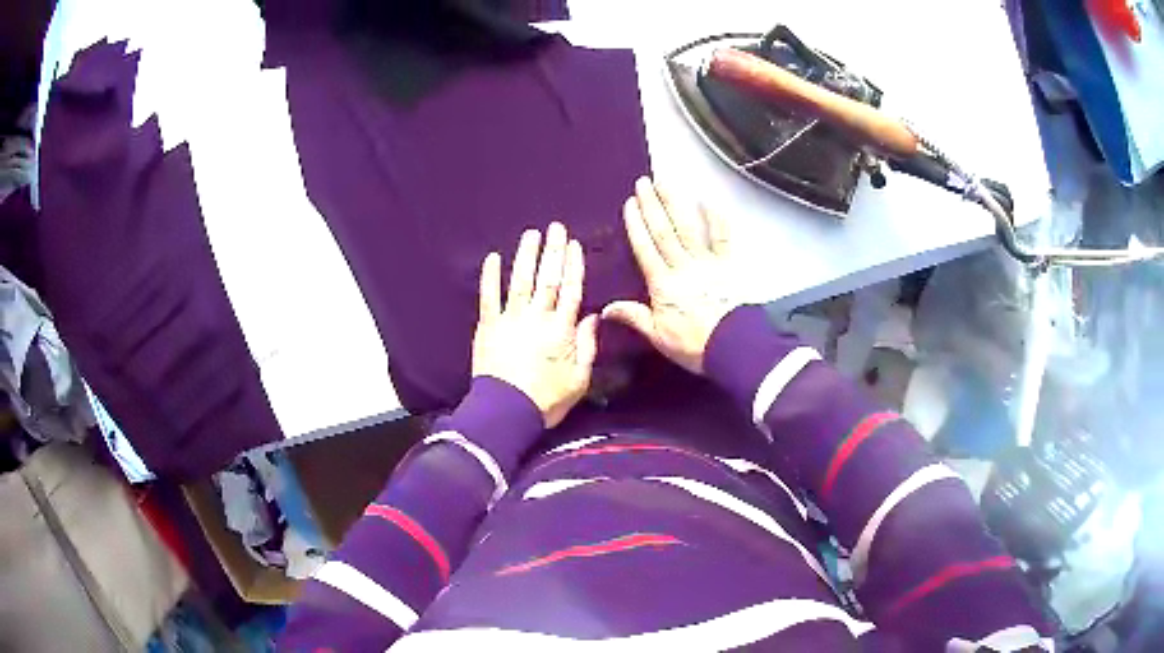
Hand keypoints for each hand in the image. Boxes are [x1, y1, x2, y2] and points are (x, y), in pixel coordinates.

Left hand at [472, 222, 598, 427]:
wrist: (506, 412)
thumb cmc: (546, 400)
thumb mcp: (579, 379)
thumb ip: (587, 346)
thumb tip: (592, 317)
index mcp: (561, 330)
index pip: (570, 290)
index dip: (573, 266)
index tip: (574, 245)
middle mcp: (537, 318)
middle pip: (547, 278)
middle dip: (552, 251)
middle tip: (555, 227)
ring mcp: (510, 320)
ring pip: (520, 281)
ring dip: (526, 256)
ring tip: (531, 234)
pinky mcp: (487, 327)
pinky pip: (488, 297)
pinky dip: (490, 276)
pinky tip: (493, 257)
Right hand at [603, 177, 741, 374]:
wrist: (734, 347)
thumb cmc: (695, 346)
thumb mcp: (658, 337)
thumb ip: (634, 317)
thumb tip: (605, 308)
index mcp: (663, 284)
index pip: (645, 248)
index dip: (636, 225)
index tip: (630, 203)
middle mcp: (683, 267)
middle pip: (665, 231)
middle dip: (652, 205)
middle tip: (644, 182)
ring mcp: (707, 263)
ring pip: (688, 228)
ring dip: (676, 203)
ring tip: (666, 182)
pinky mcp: (728, 265)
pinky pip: (722, 237)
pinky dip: (716, 218)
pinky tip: (709, 200)